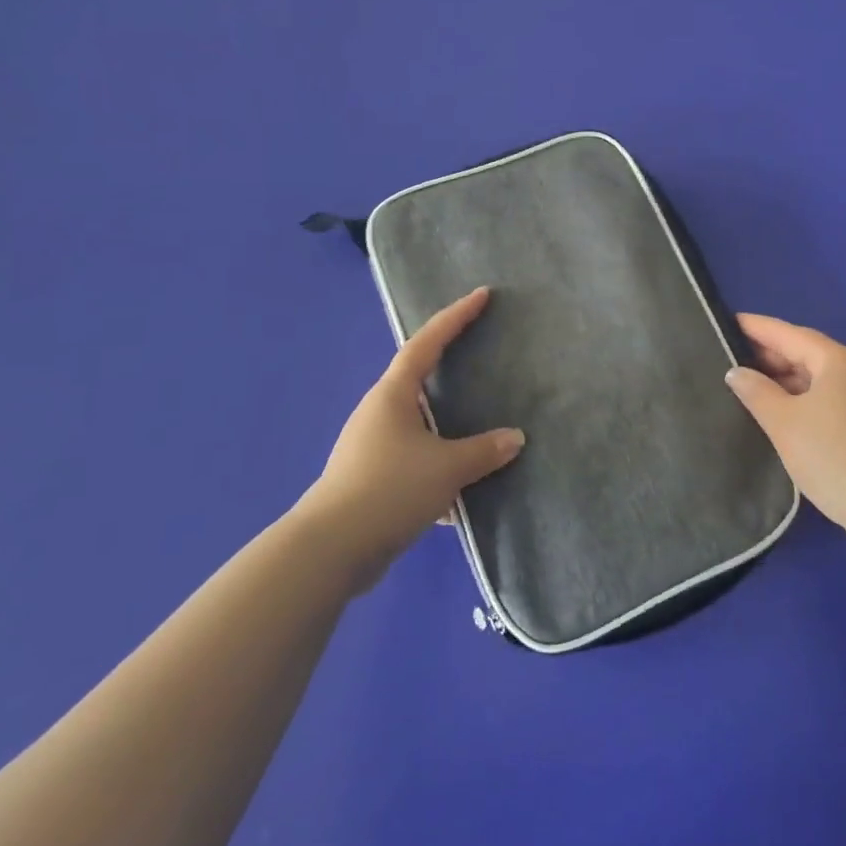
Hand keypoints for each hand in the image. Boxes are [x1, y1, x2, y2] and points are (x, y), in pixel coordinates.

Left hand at [297, 287, 524, 588]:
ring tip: (478, 420)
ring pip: (419, 423)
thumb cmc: (389, 490)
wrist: (331, 550)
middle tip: (481, 351)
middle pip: (418, 378)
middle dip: (448, 365)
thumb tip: (515, 438)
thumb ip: (483, 451)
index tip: (480, 295)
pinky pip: (414, 458)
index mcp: (393, 395)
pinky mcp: (372, 478)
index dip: (455, 317)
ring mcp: (372, 446)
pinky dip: (438, 463)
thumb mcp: (446, 468)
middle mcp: (379, 412)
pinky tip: (461, 487)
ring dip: (446, 423)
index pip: (427, 343)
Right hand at [726, 314, 845, 561]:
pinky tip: (781, 412)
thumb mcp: (784, 423)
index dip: (756, 327)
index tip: (726, 322)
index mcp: (838, 360)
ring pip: (818, 377)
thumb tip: (737, 372)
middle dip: (769, 355)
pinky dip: (803, 397)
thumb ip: (756, 391)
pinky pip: (830, 397)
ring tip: (749, 386)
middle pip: (806, 352)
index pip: (789, 333)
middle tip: (729, 358)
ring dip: (785, 379)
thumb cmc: (833, 456)